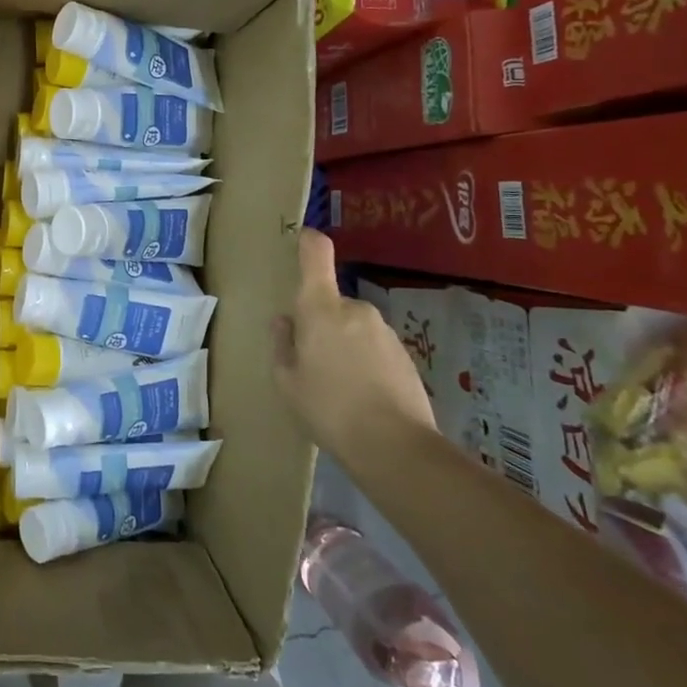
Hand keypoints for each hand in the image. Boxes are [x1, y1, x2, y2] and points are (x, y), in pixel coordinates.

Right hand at [272, 230, 434, 453]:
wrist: (395, 446)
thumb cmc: (327, 408)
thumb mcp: (286, 380)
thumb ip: (281, 344)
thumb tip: (285, 321)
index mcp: (320, 308)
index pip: (316, 255)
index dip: (309, 242)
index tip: (302, 239)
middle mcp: (355, 309)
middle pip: (330, 302)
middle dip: (320, 324)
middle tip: (311, 363)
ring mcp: (384, 331)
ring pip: (352, 327)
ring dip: (343, 345)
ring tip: (337, 388)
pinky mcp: (405, 354)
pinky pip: (373, 348)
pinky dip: (364, 363)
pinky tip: (362, 397)